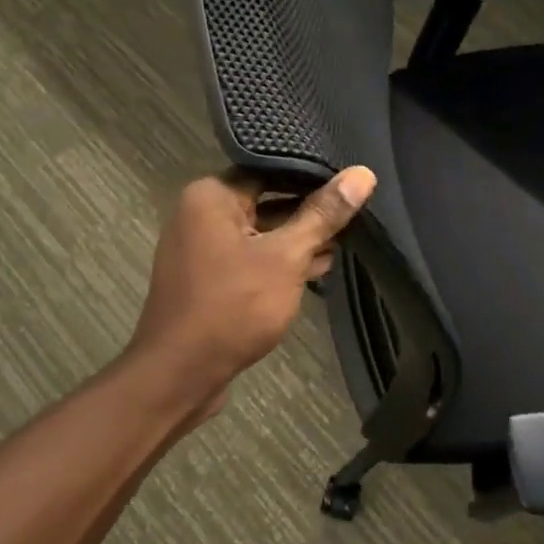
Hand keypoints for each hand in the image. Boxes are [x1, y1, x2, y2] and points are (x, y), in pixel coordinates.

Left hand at [128, 167, 376, 397]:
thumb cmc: (233, 306)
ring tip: (345, 243)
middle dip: (310, 213)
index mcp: (211, 195)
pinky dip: (278, 262)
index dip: (313, 176)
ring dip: (298, 241)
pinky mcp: (209, 278)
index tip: (352, 183)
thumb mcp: (286, 256)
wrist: (180, 375)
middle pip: (267, 199)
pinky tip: (317, 269)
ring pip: (261, 232)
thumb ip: (324, 214)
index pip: (271, 169)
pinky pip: (250, 258)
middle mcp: (201, 213)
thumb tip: (362, 174)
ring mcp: (202, 248)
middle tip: (357, 215)